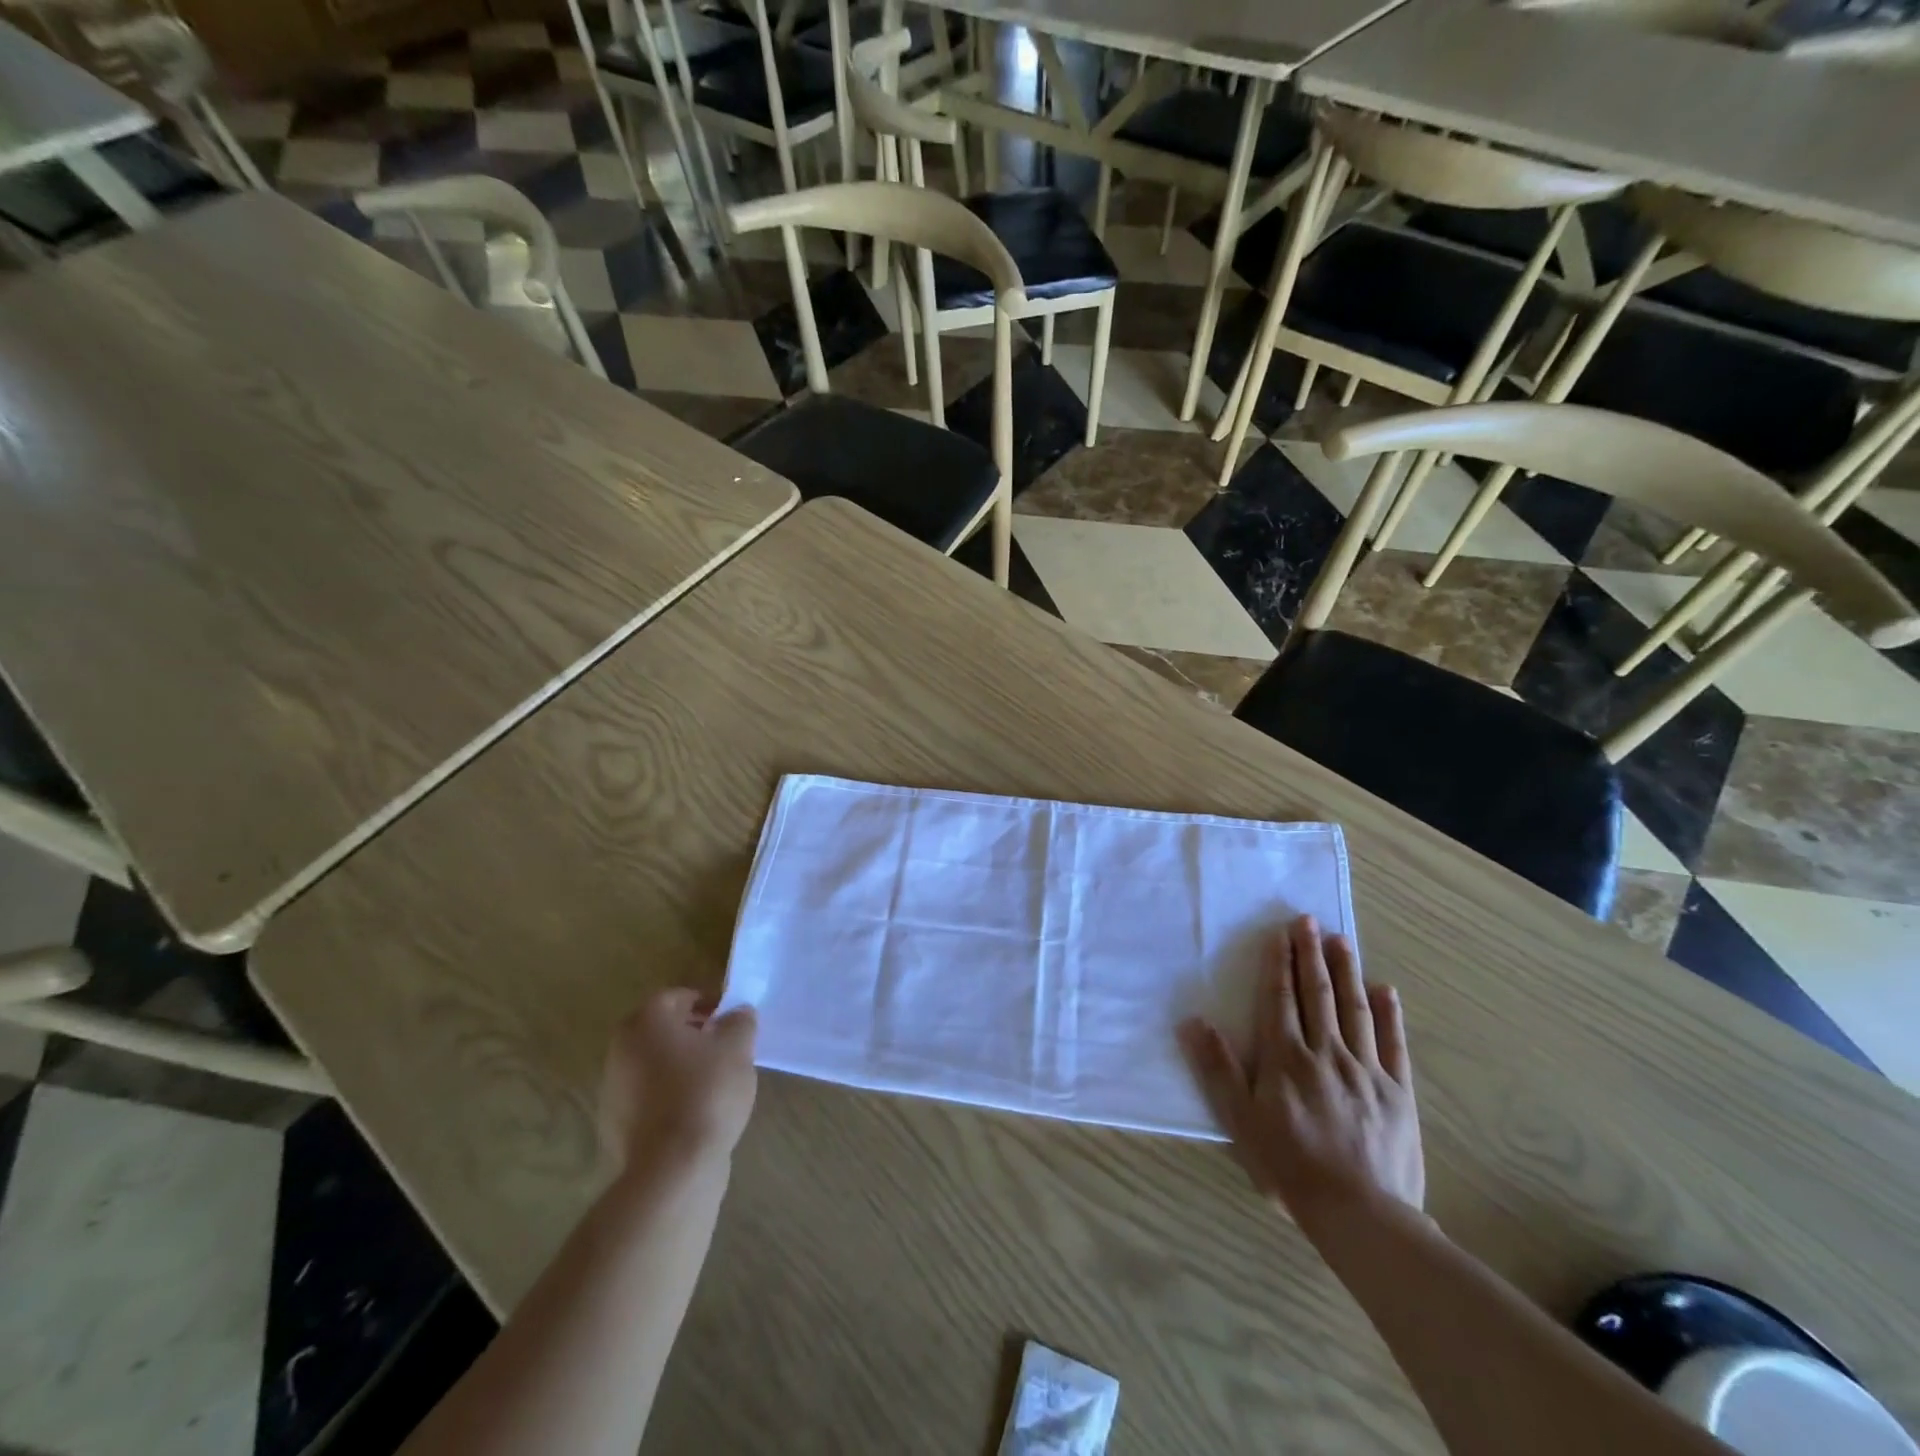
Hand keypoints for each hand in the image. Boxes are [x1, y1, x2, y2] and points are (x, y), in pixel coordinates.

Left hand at [600, 989, 757, 1174]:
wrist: (673, 1168)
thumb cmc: (706, 1092)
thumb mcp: (737, 1047)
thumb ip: (739, 1021)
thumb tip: (737, 1014)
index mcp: (645, 1022)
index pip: (676, 997)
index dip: (706, 1002)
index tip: (729, 1017)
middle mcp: (621, 1050)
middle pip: (660, 1030)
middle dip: (692, 1033)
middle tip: (723, 1044)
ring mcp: (614, 1090)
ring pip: (653, 1064)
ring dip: (680, 1064)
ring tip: (715, 1079)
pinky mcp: (616, 1125)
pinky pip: (648, 1097)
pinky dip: (670, 1095)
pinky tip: (697, 1111)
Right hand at [1179, 915, 1422, 1230]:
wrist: (1361, 1214)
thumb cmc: (1290, 1167)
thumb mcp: (1240, 1121)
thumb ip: (1218, 1069)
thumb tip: (1192, 1021)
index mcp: (1286, 1057)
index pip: (1280, 999)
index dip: (1278, 964)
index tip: (1280, 934)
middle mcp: (1326, 1052)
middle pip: (1317, 994)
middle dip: (1310, 954)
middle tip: (1308, 921)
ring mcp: (1366, 1070)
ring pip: (1354, 1009)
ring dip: (1346, 971)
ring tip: (1341, 940)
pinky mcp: (1398, 1092)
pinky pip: (1393, 1044)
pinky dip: (1389, 1015)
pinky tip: (1386, 990)